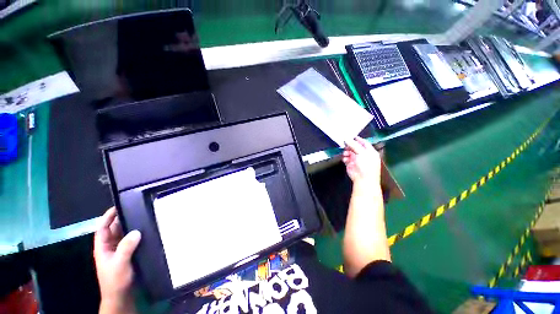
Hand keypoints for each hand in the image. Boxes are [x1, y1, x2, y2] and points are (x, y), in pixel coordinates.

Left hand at [94, 207, 140, 313]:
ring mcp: (119, 251)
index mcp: (103, 247)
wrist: (121, 296)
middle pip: (115, 229)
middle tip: (136, 209)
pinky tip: (145, 231)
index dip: (108, 217)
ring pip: (124, 235)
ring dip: (131, 227)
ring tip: (143, 217)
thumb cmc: (115, 280)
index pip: (103, 228)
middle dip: (123, 219)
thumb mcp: (119, 263)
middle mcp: (110, 247)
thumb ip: (126, 247)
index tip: (117, 206)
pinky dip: (137, 235)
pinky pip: (131, 241)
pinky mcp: (128, 254)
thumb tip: (136, 231)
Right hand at [342, 137, 380, 185]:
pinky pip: (346, 159)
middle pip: (356, 148)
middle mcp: (364, 155)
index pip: (364, 143)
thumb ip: (353, 145)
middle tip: (345, 144)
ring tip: (345, 153)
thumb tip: (347, 139)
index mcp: (370, 152)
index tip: (352, 136)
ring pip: (350, 153)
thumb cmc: (366, 165)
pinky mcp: (351, 165)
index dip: (358, 140)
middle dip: (350, 146)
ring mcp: (357, 160)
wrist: (363, 179)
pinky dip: (345, 158)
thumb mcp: (361, 152)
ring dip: (347, 152)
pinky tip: (345, 159)